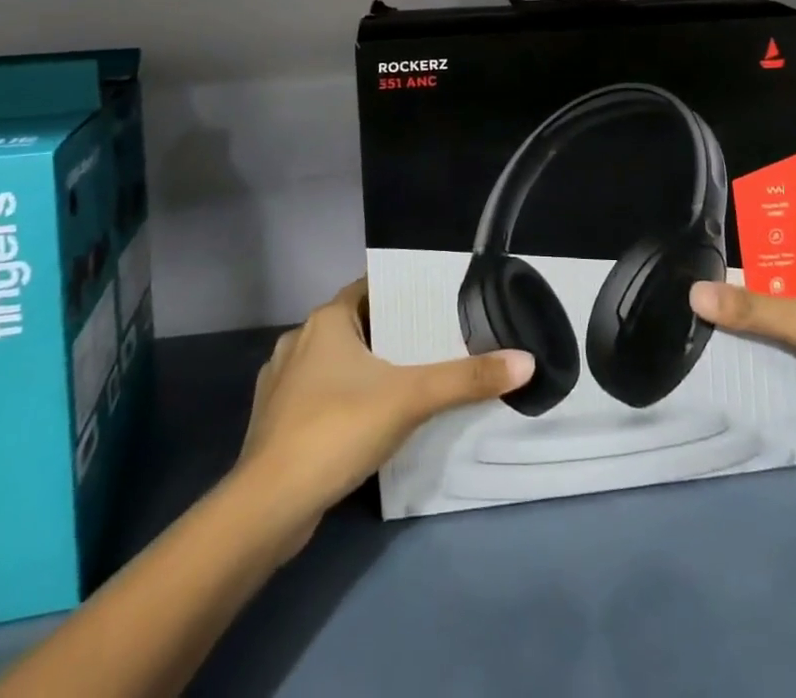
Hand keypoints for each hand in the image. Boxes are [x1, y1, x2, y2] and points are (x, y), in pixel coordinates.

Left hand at [235, 279, 533, 551]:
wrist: (268, 507)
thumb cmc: (338, 429)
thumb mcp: (411, 399)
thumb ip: (467, 379)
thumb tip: (527, 362)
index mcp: (326, 320)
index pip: (369, 288)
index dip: (401, 293)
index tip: (434, 303)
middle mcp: (299, 340)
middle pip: (354, 325)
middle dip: (389, 334)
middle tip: (431, 344)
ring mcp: (281, 382)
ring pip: (334, 362)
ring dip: (364, 369)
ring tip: (405, 382)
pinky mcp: (275, 421)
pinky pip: (317, 395)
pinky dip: (342, 400)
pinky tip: (365, 422)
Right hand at [688, 237, 795, 457]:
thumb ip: (756, 311)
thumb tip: (692, 292)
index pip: (765, 230)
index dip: (732, 229)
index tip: (689, 237)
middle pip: (769, 270)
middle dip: (733, 278)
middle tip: (683, 287)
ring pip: (783, 304)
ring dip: (753, 313)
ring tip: (702, 320)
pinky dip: (775, 339)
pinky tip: (748, 351)